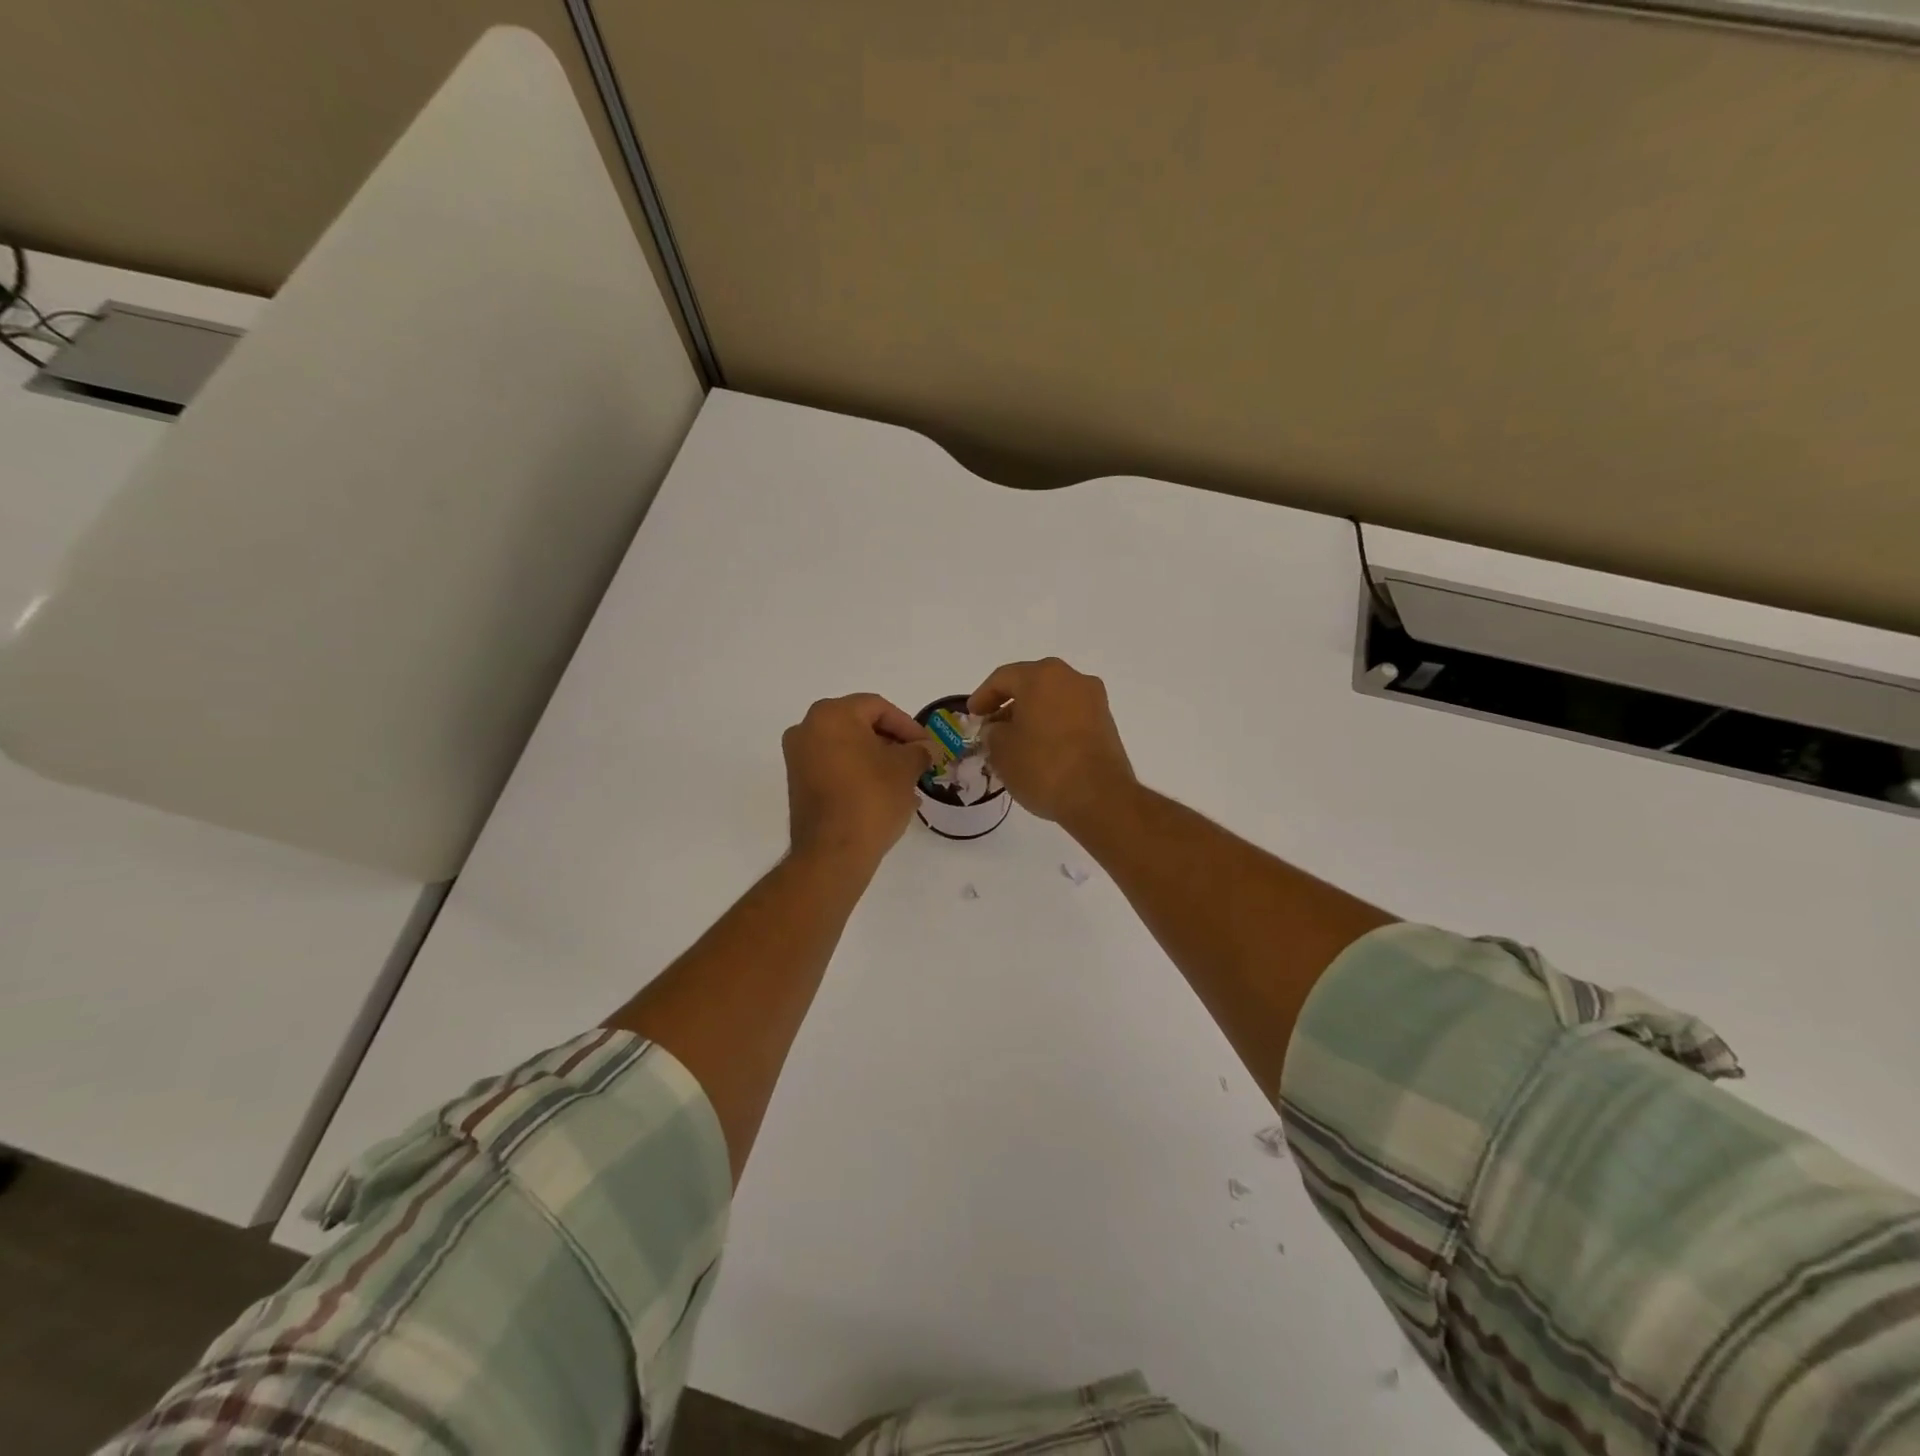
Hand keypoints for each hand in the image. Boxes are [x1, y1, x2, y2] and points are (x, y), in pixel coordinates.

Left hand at [783, 694, 934, 865]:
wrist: (832, 852)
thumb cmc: (872, 799)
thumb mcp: (905, 769)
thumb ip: (918, 751)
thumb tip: (925, 749)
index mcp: (832, 715)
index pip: (878, 707)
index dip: (908, 726)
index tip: (927, 747)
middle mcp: (807, 729)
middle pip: (860, 725)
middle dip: (892, 743)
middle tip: (917, 761)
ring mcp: (798, 757)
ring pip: (848, 748)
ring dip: (877, 760)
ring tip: (905, 782)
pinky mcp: (798, 783)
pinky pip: (835, 767)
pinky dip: (859, 773)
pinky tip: (884, 794)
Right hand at [968, 658, 1134, 827]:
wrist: (1099, 797)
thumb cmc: (1043, 766)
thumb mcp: (1001, 750)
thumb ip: (992, 732)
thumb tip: (998, 729)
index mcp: (1042, 676)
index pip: (1003, 678)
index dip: (982, 696)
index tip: (972, 716)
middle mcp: (1072, 678)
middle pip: (1031, 685)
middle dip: (1008, 705)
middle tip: (991, 727)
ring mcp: (1094, 700)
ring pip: (1052, 700)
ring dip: (1031, 716)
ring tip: (1014, 742)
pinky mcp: (1106, 723)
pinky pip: (1069, 715)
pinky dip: (1051, 726)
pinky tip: (1040, 749)